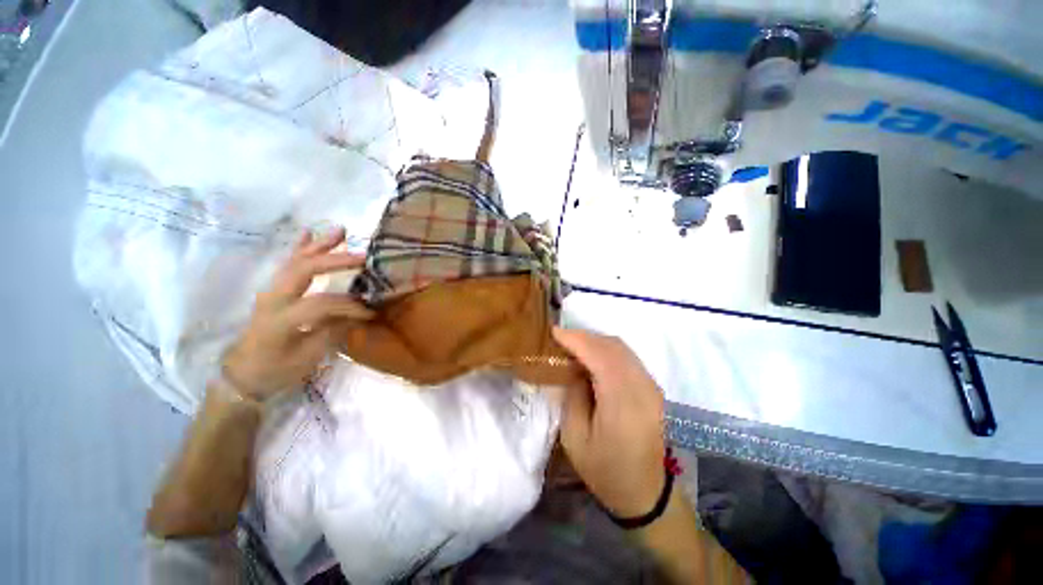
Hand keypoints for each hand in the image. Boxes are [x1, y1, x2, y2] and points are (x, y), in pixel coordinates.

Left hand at [222, 227, 373, 399]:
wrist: (242, 373)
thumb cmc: (276, 370)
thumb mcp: (307, 358)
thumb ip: (332, 331)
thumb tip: (360, 313)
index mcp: (280, 321)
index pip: (320, 304)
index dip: (349, 306)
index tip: (371, 312)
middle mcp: (272, 300)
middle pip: (303, 271)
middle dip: (334, 261)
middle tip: (363, 256)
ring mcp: (270, 291)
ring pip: (295, 261)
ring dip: (319, 246)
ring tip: (341, 231)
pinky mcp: (272, 290)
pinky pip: (287, 264)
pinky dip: (300, 248)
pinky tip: (310, 233)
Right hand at [553, 328, 666, 517]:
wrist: (646, 493)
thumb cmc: (606, 470)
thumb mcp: (576, 438)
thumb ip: (573, 395)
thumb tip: (572, 367)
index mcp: (622, 403)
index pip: (600, 356)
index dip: (576, 339)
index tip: (554, 332)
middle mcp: (642, 388)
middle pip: (613, 346)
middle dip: (584, 337)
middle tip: (561, 339)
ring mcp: (651, 386)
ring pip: (622, 348)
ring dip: (596, 341)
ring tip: (574, 346)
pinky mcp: (653, 388)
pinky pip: (628, 357)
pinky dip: (608, 350)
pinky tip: (593, 357)